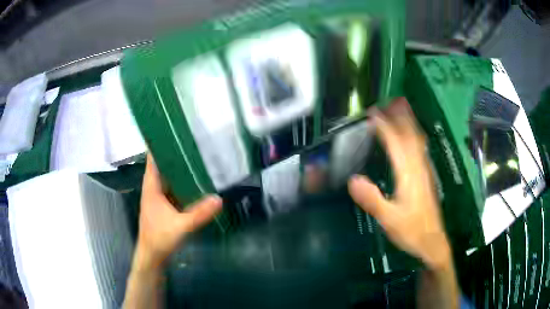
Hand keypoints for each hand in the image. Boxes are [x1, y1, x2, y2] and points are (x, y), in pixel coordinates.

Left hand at [135, 154, 221, 270]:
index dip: (160, 144)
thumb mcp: (181, 226)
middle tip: (193, 143)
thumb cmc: (160, 238)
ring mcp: (159, 198)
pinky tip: (196, 183)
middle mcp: (154, 189)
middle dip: (175, 155)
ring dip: (179, 170)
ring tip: (197, 159)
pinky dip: (182, 185)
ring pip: (169, 179)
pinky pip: (174, 190)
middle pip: (163, 166)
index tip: (173, 132)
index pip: (153, 159)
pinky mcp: (164, 207)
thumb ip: (200, 213)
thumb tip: (219, 198)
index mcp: (152, 187)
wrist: (152, 257)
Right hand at [348, 98, 450, 269]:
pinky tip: (413, 135)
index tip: (373, 113)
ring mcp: (425, 171)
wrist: (433, 242)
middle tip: (390, 101)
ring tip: (402, 108)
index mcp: (409, 175)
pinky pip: (421, 149)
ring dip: (410, 122)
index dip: (385, 126)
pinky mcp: (426, 177)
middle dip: (400, 117)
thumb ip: (373, 200)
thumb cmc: (412, 231)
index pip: (396, 144)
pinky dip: (415, 136)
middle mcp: (419, 168)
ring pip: (418, 140)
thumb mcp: (389, 220)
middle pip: (410, 136)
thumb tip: (352, 180)